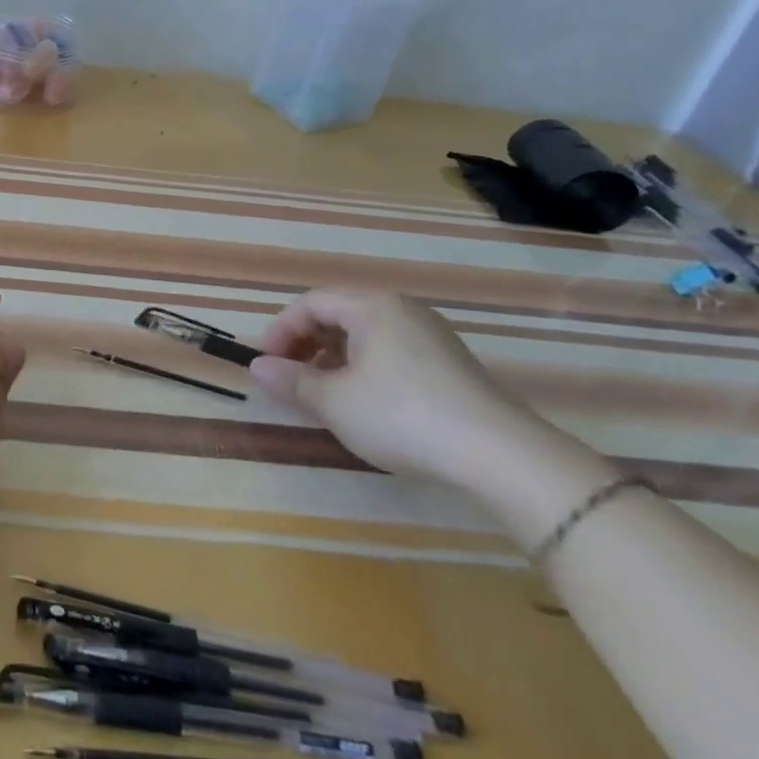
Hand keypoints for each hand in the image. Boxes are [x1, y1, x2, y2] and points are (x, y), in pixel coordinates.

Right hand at [247, 290, 543, 490]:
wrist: (500, 455)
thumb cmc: (402, 416)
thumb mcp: (335, 402)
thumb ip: (292, 381)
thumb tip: (257, 367)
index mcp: (371, 306)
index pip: (310, 303)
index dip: (281, 331)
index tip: (268, 366)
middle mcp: (401, 309)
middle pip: (338, 314)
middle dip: (306, 344)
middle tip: (291, 379)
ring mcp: (430, 335)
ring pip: (365, 335)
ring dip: (333, 358)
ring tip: (323, 395)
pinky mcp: (449, 363)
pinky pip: (391, 351)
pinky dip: (364, 368)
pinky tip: (364, 403)